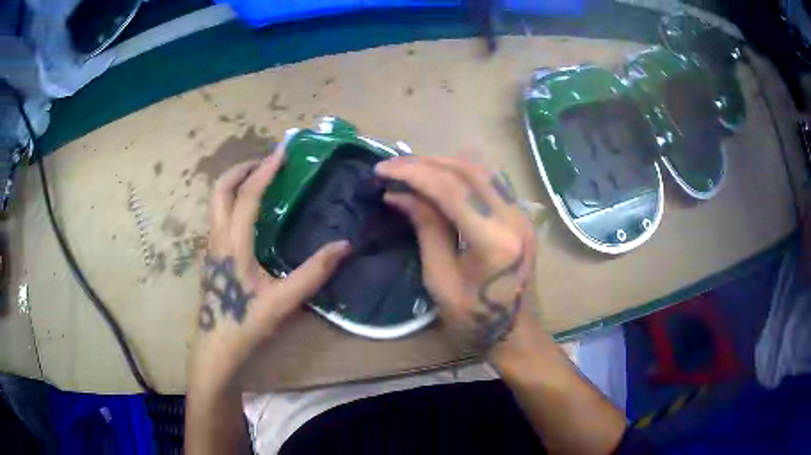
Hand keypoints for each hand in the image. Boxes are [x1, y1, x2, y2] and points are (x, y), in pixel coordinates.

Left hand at [189, 145, 351, 391]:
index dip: (264, 171)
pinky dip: (231, 199)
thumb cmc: (246, 323)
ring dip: (235, 182)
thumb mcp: (283, 301)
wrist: (216, 346)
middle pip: (220, 189)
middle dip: (242, 168)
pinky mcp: (210, 254)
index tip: (282, 151)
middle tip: (267, 162)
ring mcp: (210, 245)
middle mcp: (216, 237)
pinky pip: (217, 214)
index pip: (247, 197)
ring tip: (259, 179)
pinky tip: (249, 211)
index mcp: (233, 244)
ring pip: (215, 201)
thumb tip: (344, 246)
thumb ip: (313, 272)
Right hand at [376, 156, 536, 352]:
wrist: (514, 334)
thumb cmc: (473, 318)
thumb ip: (425, 229)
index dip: (413, 173)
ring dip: (444, 163)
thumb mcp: (439, 279)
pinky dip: (462, 173)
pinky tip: (441, 177)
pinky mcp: (522, 216)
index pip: (451, 189)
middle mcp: (514, 218)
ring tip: (412, 169)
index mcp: (494, 241)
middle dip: (426, 163)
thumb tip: (399, 194)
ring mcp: (522, 215)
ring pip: (482, 169)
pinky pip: (492, 181)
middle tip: (393, 166)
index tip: (382, 170)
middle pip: (468, 170)